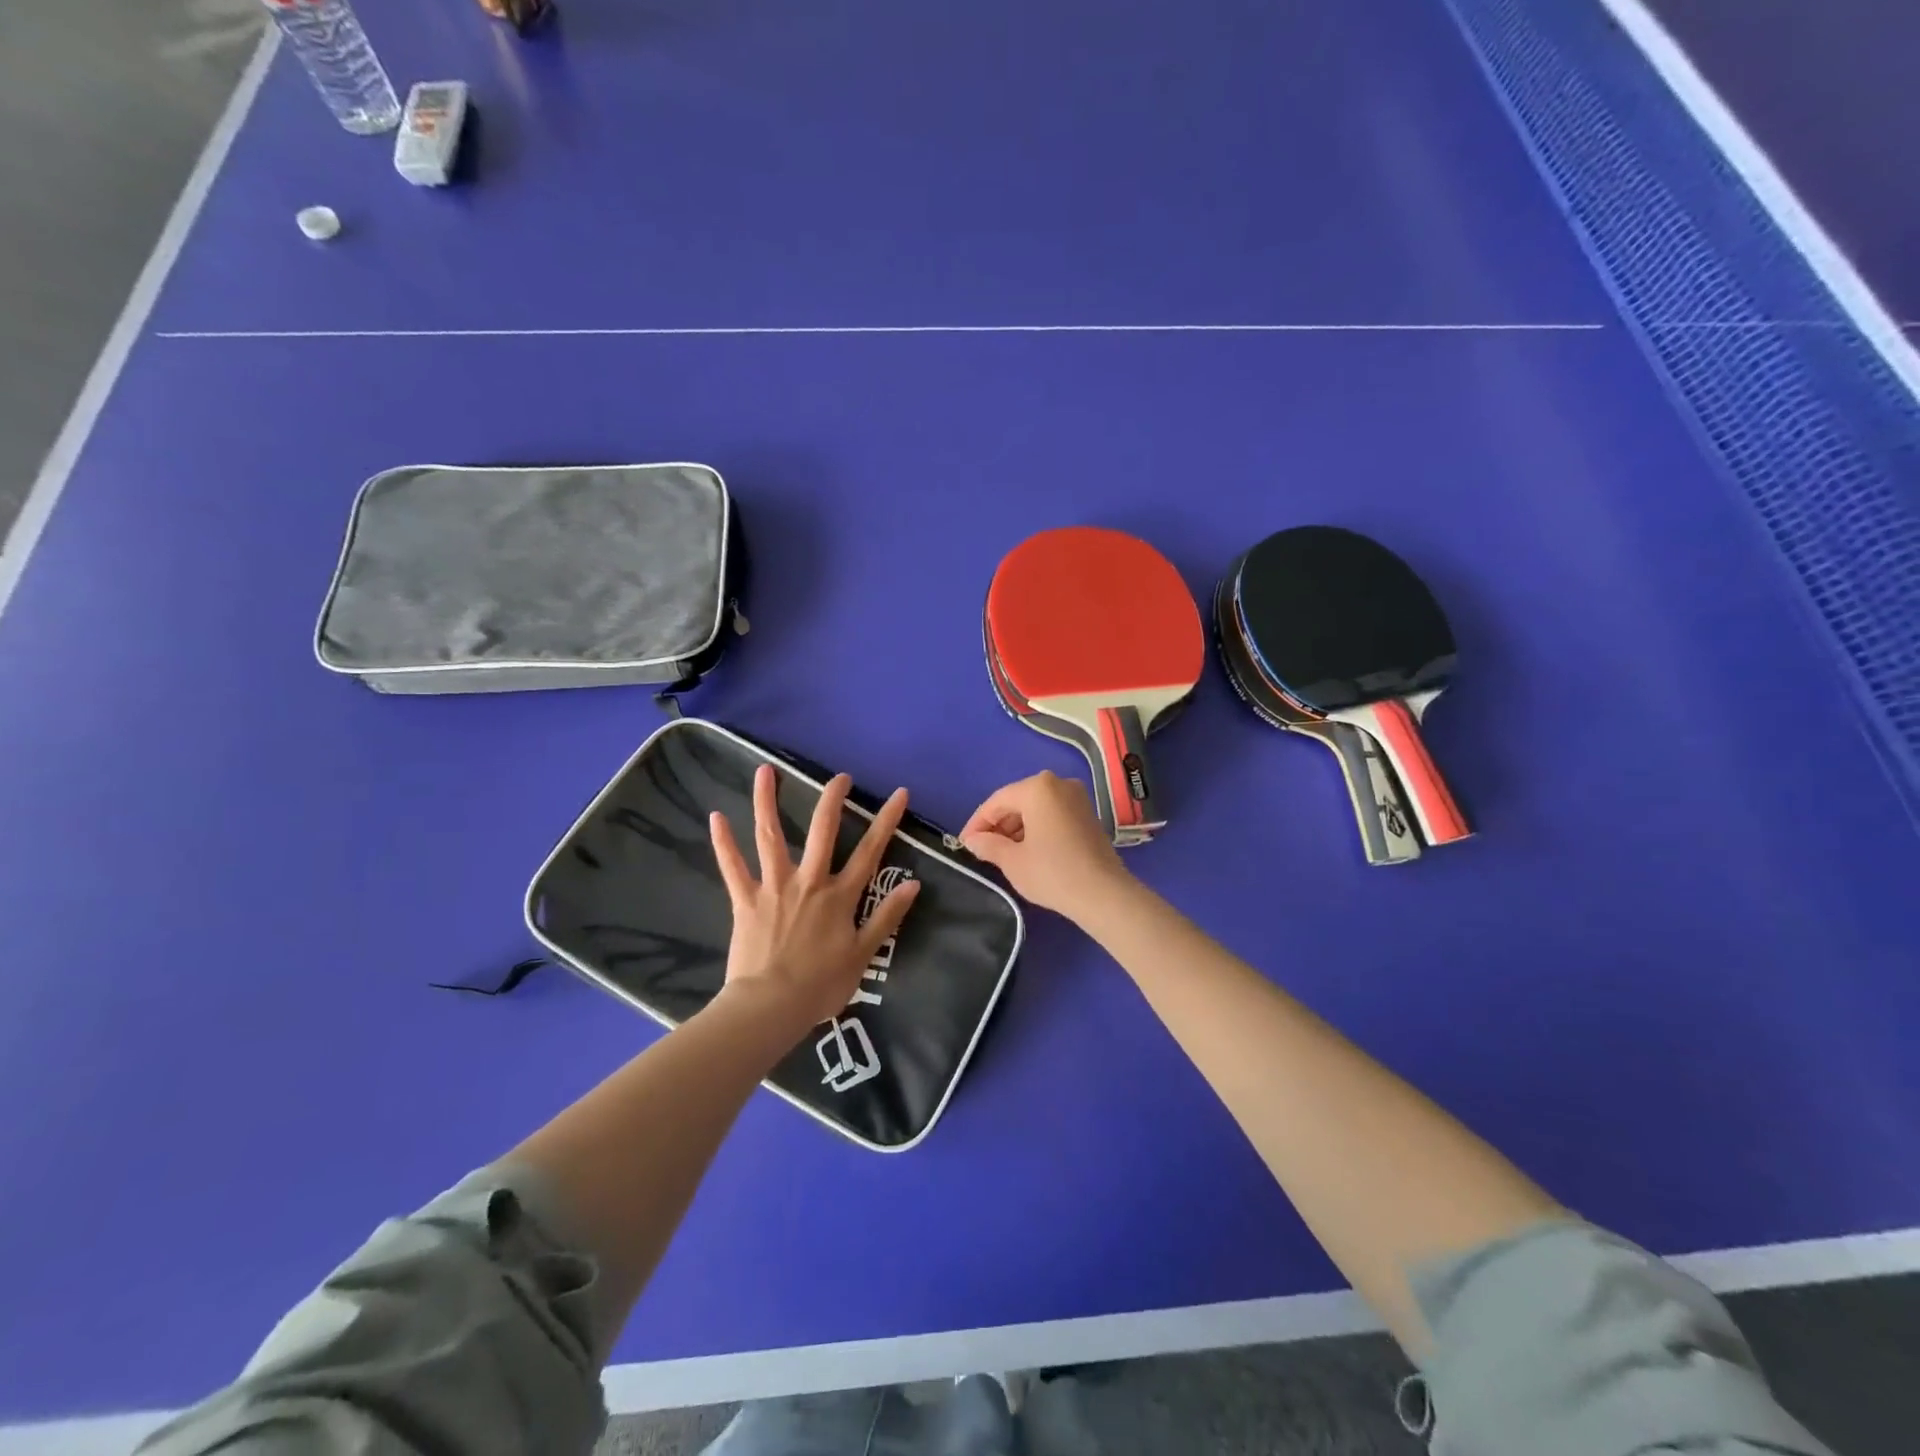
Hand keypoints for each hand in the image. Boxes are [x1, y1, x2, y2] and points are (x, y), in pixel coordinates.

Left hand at [709, 764, 920, 1030]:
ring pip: (771, 836)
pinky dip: (723, 842)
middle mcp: (809, 881)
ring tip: (765, 770)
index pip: (870, 851)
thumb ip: (887, 916)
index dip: (886, 820)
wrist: (770, 1006)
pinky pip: (732, 867)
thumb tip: (913, 883)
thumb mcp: (864, 954)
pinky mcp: (745, 900)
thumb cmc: (821, 985)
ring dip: (767, 801)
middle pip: (822, 830)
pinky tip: (716, 816)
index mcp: (839, 896)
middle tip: (839, 776)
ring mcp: (774, 887)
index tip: (899, 793)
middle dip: (832, 799)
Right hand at [959, 771, 1132, 918]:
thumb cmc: (1052, 873)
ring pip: (1035, 808)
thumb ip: (988, 845)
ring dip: (1016, 828)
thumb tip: (972, 840)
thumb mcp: (1012, 861)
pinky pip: (1052, 814)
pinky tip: (1027, 850)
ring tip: (1002, 853)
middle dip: (998, 825)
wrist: (1103, 894)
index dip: (977, 823)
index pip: (997, 801)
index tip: (964, 844)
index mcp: (1038, 788)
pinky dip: (1036, 828)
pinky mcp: (1088, 814)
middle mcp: (1059, 784)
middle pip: (1017, 801)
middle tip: (981, 849)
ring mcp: (1077, 797)